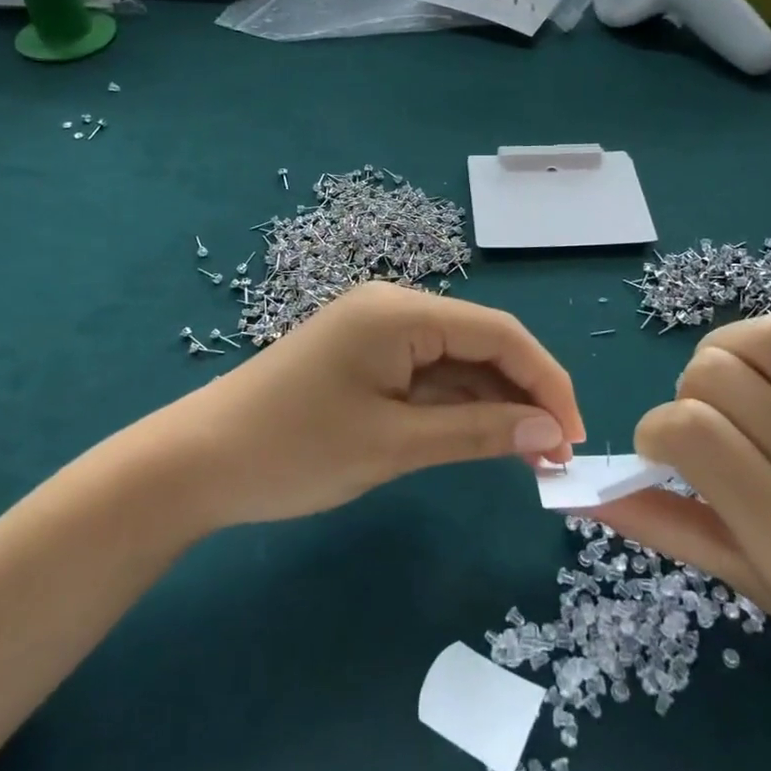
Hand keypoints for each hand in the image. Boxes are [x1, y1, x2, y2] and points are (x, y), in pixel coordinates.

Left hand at [162, 282, 584, 528]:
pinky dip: (457, 406)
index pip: (500, 335)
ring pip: (457, 361)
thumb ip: (478, 433)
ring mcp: (377, 331)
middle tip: (555, 455)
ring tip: (530, 455)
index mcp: (401, 311)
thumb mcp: (393, 445)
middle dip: (524, 395)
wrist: (195, 464)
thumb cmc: (294, 451)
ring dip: (494, 404)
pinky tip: (484, 437)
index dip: (547, 382)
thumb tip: (552, 432)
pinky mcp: (365, 356)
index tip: (576, 436)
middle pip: (482, 343)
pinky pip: (427, 374)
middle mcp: (394, 307)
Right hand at [592, 309, 770, 704]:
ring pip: (766, 337)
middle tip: (703, 424)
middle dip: (687, 391)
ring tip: (732, 386)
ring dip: (725, 352)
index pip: (691, 433)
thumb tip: (587, 491)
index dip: (653, 430)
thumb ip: (663, 526)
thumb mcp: (745, 581)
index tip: (662, 453)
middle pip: (718, 372)